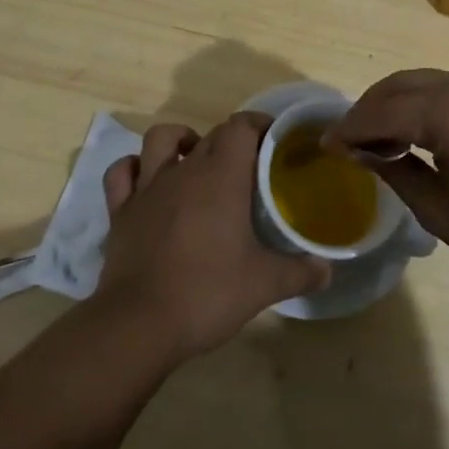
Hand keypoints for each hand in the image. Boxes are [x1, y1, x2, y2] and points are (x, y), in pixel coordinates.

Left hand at [96, 112, 329, 362]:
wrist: (139, 324)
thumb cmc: (207, 293)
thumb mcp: (264, 285)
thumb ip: (300, 273)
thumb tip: (327, 270)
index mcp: (221, 176)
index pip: (241, 127)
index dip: (258, 124)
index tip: (274, 138)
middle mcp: (184, 170)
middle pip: (210, 134)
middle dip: (231, 139)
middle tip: (249, 163)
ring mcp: (148, 188)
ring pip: (160, 139)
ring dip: (179, 140)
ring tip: (195, 158)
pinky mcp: (121, 211)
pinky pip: (122, 173)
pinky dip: (133, 168)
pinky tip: (146, 180)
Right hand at [327, 70, 448, 307]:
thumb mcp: (441, 210)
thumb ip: (394, 170)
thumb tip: (359, 151)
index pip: (383, 111)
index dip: (349, 128)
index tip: (324, 145)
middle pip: (400, 86)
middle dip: (368, 110)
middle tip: (346, 142)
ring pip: (424, 82)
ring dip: (395, 104)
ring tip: (376, 140)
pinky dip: (423, 104)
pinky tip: (415, 133)